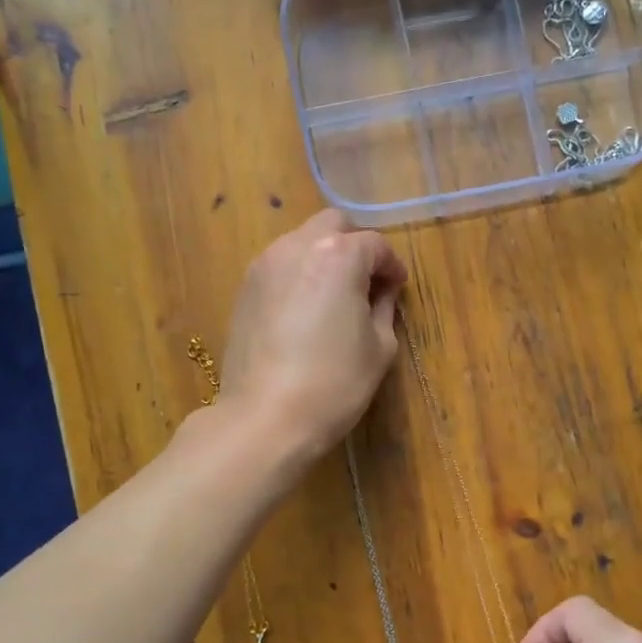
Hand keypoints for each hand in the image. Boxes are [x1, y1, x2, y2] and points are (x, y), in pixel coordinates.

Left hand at [218, 209, 406, 466]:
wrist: (265, 417)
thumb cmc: (334, 383)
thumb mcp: (380, 347)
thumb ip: (384, 306)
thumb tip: (381, 291)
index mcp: (338, 255)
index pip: (375, 245)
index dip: (392, 267)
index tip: (397, 290)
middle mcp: (297, 246)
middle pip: (333, 225)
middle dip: (354, 246)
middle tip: (366, 283)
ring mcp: (264, 265)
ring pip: (301, 242)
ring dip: (323, 258)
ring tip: (333, 298)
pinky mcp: (244, 289)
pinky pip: (279, 266)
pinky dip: (298, 276)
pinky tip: (303, 312)